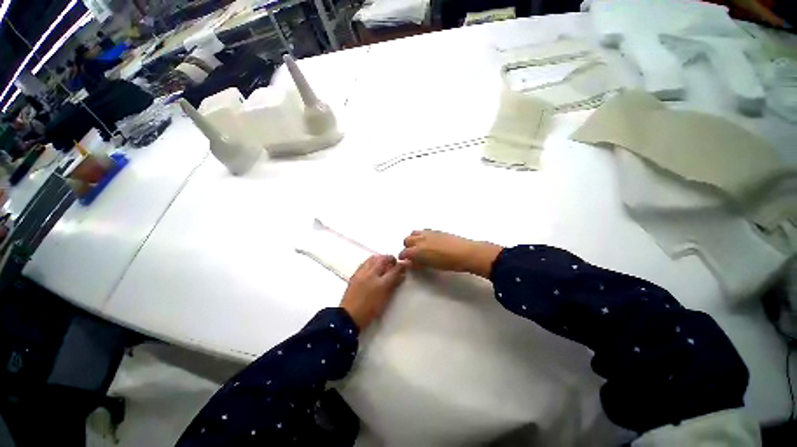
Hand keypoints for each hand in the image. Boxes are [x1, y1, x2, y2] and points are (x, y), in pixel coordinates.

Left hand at [340, 255, 405, 329]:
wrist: (349, 317)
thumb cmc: (370, 310)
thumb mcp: (386, 299)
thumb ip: (394, 284)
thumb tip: (401, 275)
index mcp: (381, 283)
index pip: (395, 269)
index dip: (402, 265)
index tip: (405, 264)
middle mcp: (371, 274)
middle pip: (383, 259)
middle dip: (390, 259)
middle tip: (394, 263)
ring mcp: (361, 273)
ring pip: (373, 258)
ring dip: (380, 259)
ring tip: (383, 264)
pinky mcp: (354, 275)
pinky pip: (365, 263)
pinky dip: (371, 262)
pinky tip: (373, 268)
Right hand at [399, 230, 502, 277]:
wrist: (466, 253)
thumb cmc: (449, 263)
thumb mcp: (431, 266)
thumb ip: (419, 263)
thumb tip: (412, 263)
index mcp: (417, 250)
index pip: (404, 253)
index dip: (403, 257)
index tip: (405, 260)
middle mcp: (420, 239)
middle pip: (407, 240)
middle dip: (407, 247)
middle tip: (412, 254)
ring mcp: (428, 233)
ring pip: (414, 233)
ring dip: (413, 239)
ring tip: (419, 246)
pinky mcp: (435, 230)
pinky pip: (423, 231)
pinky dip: (422, 235)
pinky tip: (428, 241)